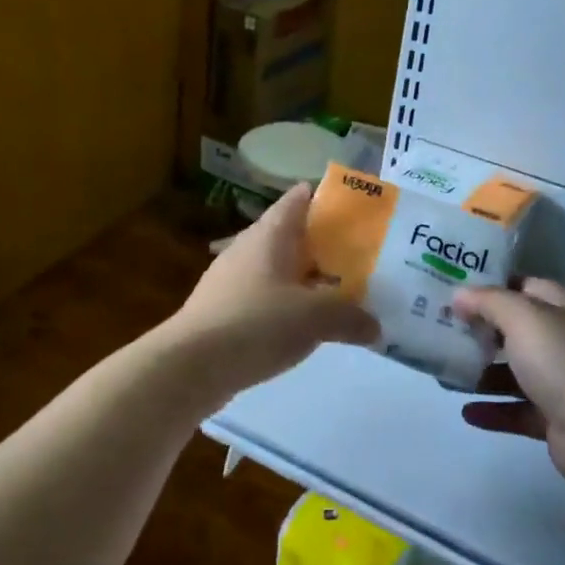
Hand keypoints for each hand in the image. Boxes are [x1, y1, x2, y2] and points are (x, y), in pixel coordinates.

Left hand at [164, 183, 378, 406]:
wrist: (189, 366)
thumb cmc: (255, 323)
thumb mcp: (314, 318)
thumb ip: (349, 317)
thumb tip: (375, 326)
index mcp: (270, 234)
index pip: (299, 199)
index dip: (327, 198)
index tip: (356, 210)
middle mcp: (248, 248)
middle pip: (291, 234)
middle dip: (323, 244)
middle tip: (358, 257)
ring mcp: (231, 279)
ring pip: (277, 268)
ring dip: (304, 277)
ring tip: (337, 293)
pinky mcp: (222, 310)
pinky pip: (264, 297)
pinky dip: (286, 304)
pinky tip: (302, 327)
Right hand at [455, 279, 564, 485]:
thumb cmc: (563, 362)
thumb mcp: (523, 317)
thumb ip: (488, 301)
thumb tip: (459, 295)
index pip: (524, 286)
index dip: (490, 285)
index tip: (454, 290)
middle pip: (517, 329)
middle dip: (481, 330)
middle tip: (441, 329)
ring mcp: (564, 380)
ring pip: (515, 371)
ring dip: (482, 372)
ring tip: (445, 373)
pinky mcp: (557, 417)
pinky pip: (517, 409)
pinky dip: (493, 409)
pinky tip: (466, 412)